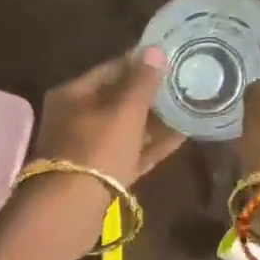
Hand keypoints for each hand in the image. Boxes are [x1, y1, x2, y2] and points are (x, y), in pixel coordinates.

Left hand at [33, 47, 184, 185]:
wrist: (72, 208)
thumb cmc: (97, 149)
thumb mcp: (124, 111)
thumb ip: (142, 82)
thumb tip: (155, 50)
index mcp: (73, 95)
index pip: (110, 69)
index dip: (139, 63)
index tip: (169, 58)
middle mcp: (75, 118)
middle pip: (116, 100)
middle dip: (148, 93)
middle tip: (182, 83)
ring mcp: (87, 149)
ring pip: (125, 128)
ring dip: (154, 120)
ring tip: (187, 107)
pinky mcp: (101, 175)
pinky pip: (130, 153)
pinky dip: (152, 145)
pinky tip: (181, 136)